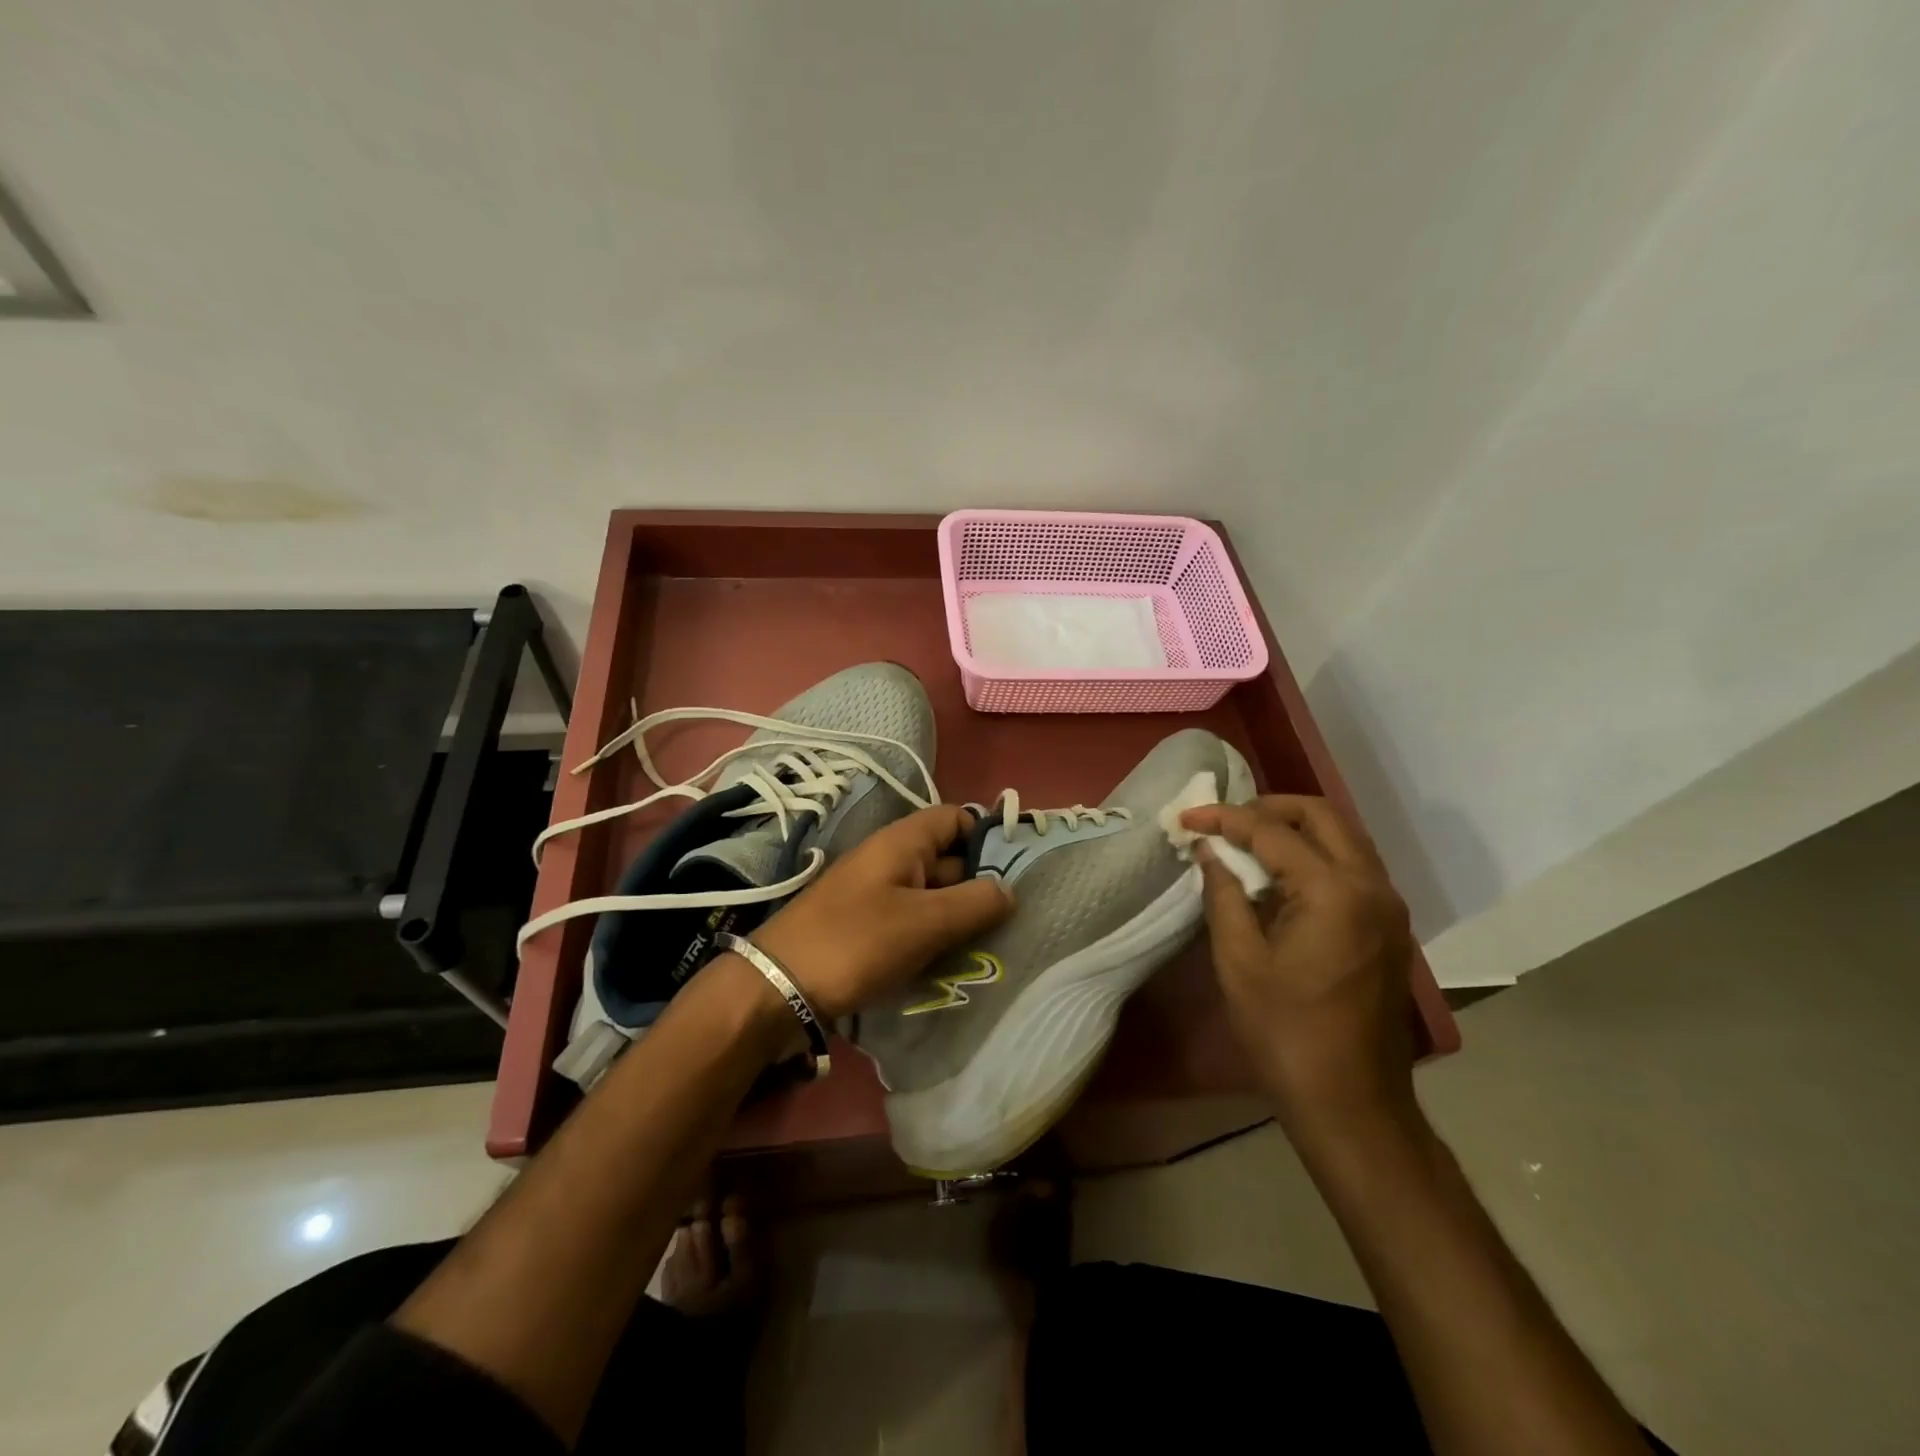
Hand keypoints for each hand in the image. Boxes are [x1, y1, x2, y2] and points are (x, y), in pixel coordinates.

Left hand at [750, 805, 1013, 1021]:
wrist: (777, 987)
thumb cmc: (856, 943)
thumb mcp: (924, 922)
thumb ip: (974, 903)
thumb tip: (1010, 889)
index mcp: (902, 842)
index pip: (955, 818)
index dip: (986, 837)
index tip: (1016, 872)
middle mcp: (890, 859)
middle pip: (947, 859)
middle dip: (979, 885)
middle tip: (1014, 920)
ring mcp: (875, 894)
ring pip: (931, 895)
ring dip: (957, 917)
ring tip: (991, 946)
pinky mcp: (866, 926)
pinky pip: (911, 921)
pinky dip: (932, 936)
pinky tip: (951, 963)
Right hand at [1179, 795, 1418, 1139]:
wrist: (1351, 1101)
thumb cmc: (1285, 1032)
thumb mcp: (1238, 959)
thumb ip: (1223, 893)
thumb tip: (1209, 850)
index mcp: (1333, 892)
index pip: (1272, 831)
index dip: (1224, 818)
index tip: (1187, 818)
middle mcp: (1371, 886)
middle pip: (1321, 816)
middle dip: (1268, 807)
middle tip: (1224, 821)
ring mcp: (1388, 906)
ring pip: (1342, 837)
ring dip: (1294, 828)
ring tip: (1246, 841)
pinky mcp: (1389, 925)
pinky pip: (1351, 865)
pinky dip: (1314, 853)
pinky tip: (1279, 876)